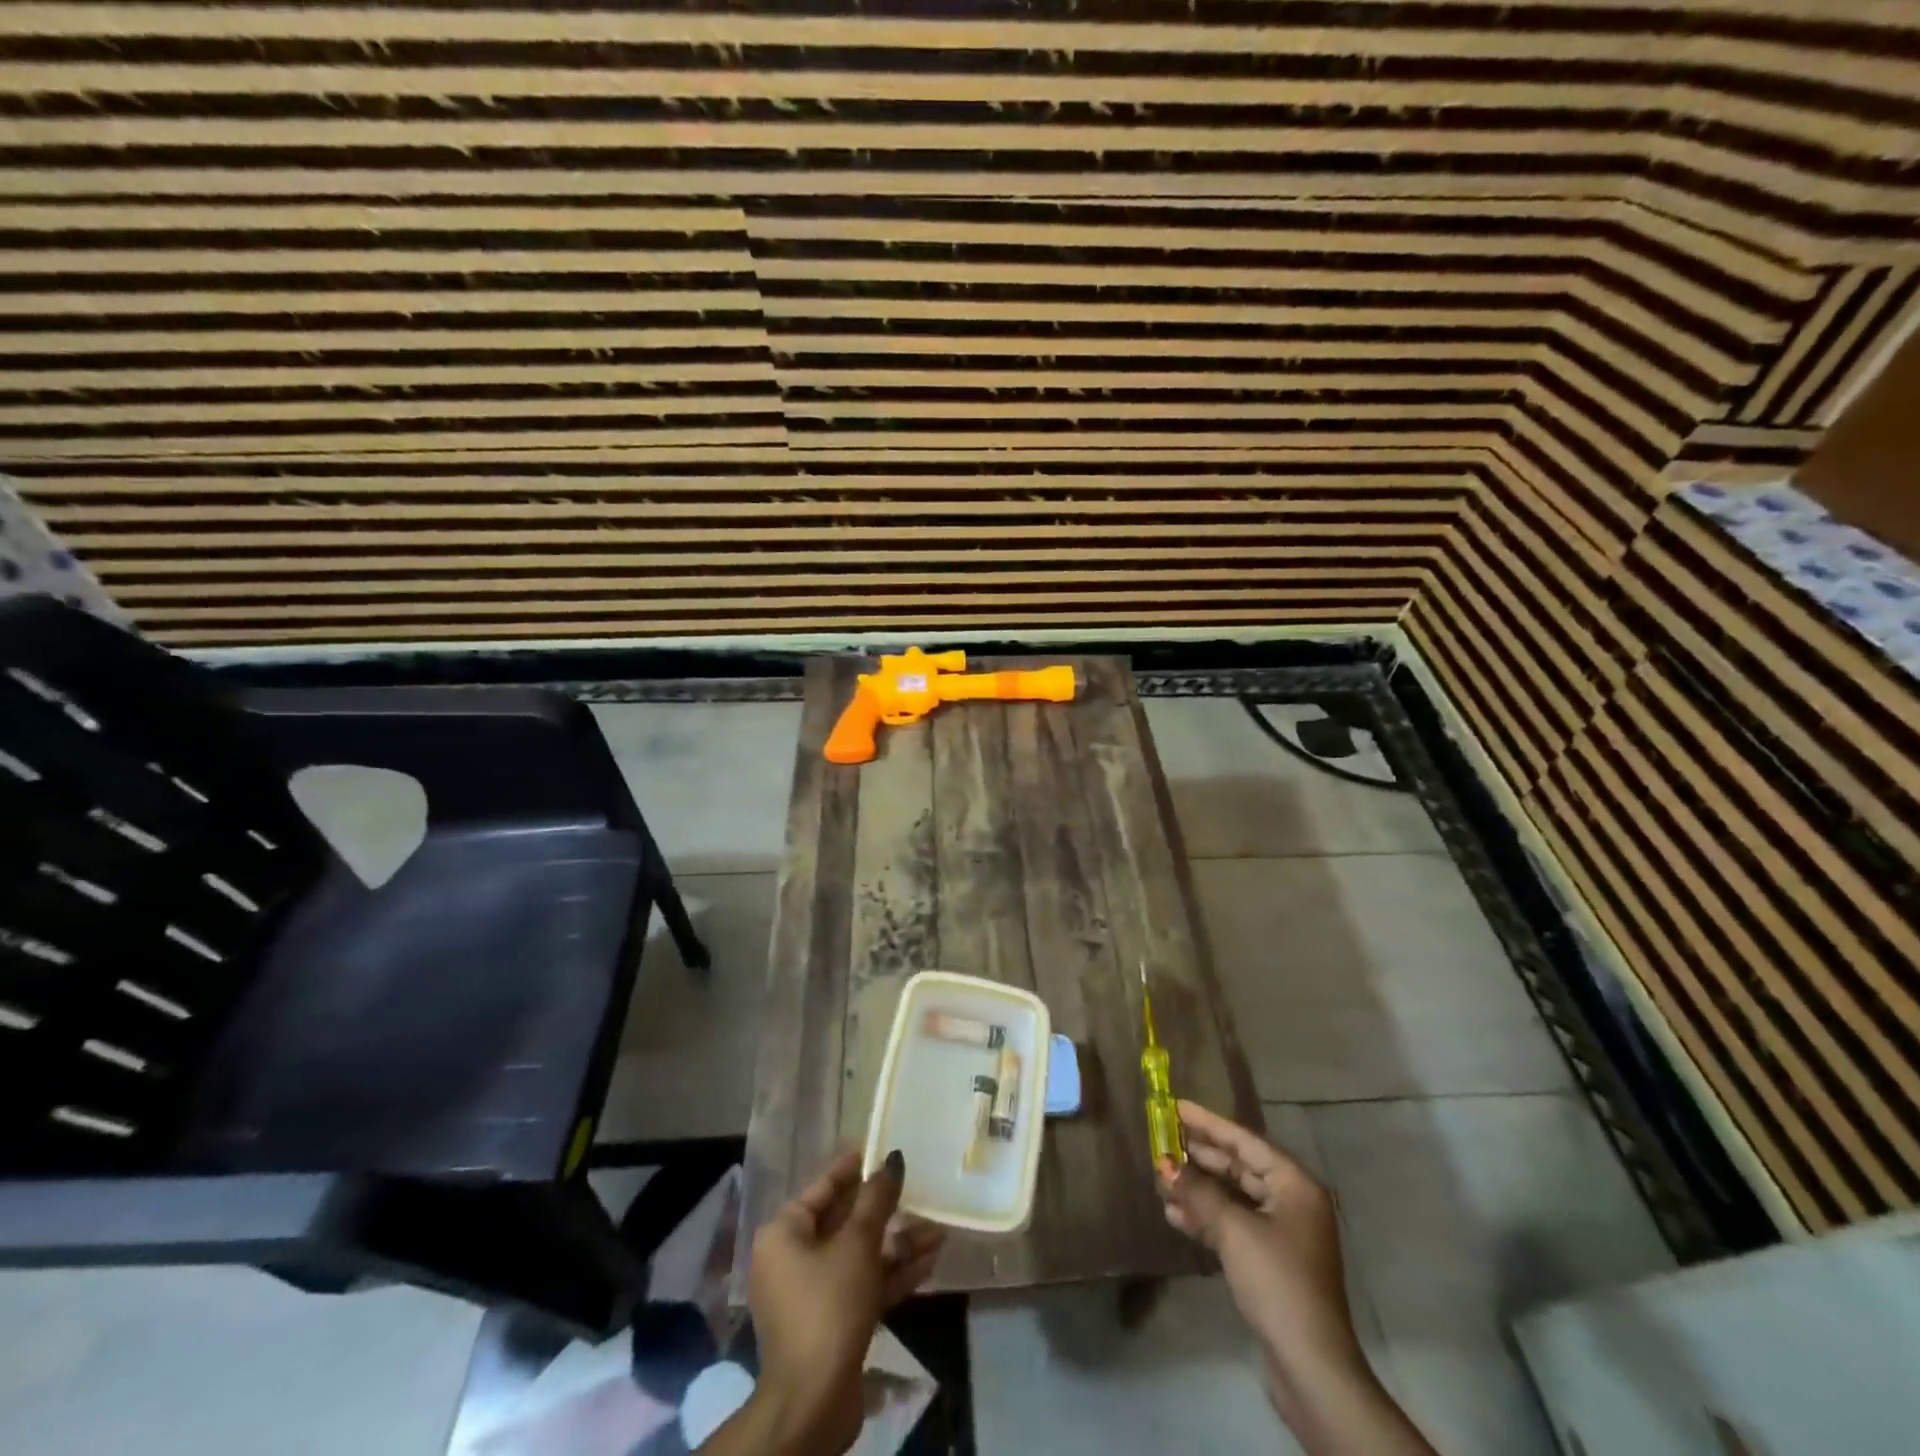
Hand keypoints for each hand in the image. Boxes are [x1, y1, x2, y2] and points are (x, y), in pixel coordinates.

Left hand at [730, 1149, 943, 1454]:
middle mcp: (794, 1258)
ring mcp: (814, 1293)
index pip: (823, 1188)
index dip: (853, 1167)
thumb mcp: (857, 1244)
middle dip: (887, 1211)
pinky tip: (930, 1261)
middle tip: (919, 1188)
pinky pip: (865, 1284)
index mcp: (785, 1233)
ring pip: (861, 1255)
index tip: (881, 1147)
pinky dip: (894, 1273)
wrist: (813, 1402)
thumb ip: (877, 1199)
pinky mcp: (834, 1322)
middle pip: (845, 1222)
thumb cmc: (828, 1305)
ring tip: (938, 1229)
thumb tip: (893, 1160)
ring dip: (899, 1244)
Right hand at [1156, 1104, 1435, 1455]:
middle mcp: (1292, 1201)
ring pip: (1233, 1196)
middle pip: (1238, 1166)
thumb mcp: (1233, 1229)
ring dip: (1198, 1189)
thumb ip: (1198, 1191)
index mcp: (1294, 1184)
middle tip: (1162, 1140)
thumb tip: (1164, 1164)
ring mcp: (1283, 1232)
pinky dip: (1206, 1217)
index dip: (1208, 1123)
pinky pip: (1234, 1223)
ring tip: (1161, 1180)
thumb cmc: (1277, 1281)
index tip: (1175, 1107)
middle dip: (1199, 1157)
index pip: (1245, 1140)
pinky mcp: (1271, 1260)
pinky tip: (1175, 1215)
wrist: (1309, 1365)